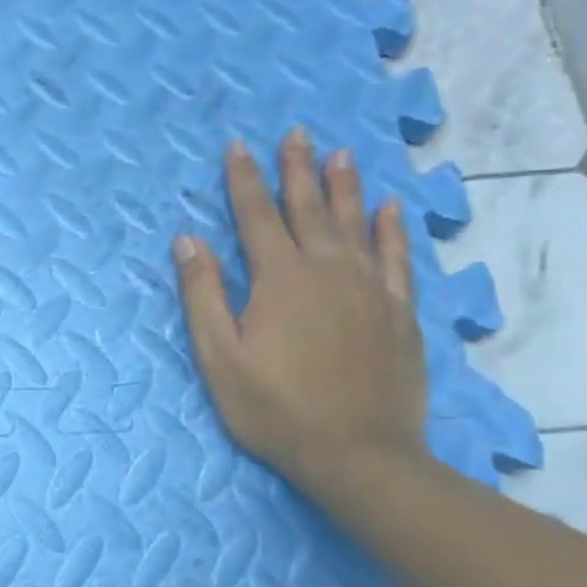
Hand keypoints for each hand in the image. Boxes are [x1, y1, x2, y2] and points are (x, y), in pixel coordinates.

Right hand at [174, 128, 428, 496]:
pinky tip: (390, 209)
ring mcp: (369, 289)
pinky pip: (396, 257)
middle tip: (296, 133)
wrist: (357, 453)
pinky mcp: (398, 311)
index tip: (238, 146)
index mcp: (279, 279)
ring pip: (355, 223)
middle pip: (308, 209)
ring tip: (340, 154)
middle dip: (296, 170)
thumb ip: (202, 294)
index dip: (244, 181)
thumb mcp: (219, 356)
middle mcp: (327, 270)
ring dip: (345, 186)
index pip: (256, 216)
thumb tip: (187, 240)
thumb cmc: (273, 408)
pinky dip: (392, 230)